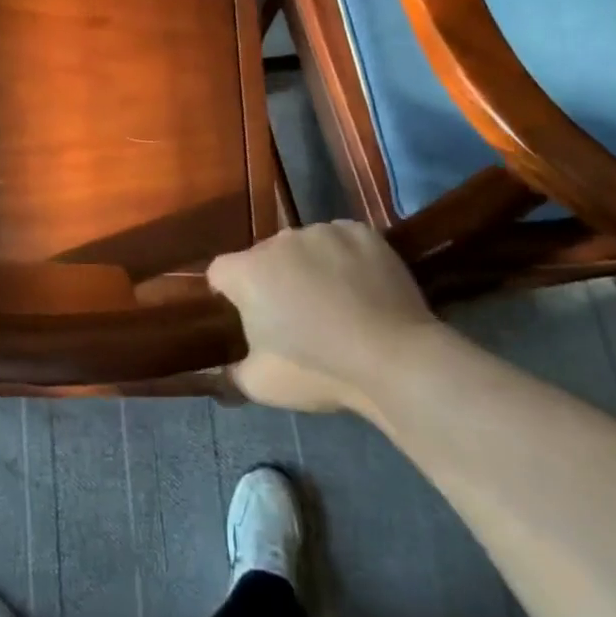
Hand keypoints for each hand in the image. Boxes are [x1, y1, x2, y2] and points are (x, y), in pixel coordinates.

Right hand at [208, 222, 436, 411]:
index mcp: (247, 272)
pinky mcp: (361, 232)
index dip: (229, 295)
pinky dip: (343, 258)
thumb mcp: (261, 384)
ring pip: (304, 247)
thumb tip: (225, 367)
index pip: (220, 273)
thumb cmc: (319, 371)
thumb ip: (232, 370)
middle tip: (295, 317)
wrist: (395, 359)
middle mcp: (279, 240)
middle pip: (264, 257)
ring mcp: (323, 232)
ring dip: (308, 267)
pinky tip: (360, 287)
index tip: (249, 319)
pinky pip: (340, 241)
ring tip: (334, 302)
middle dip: (272, 281)